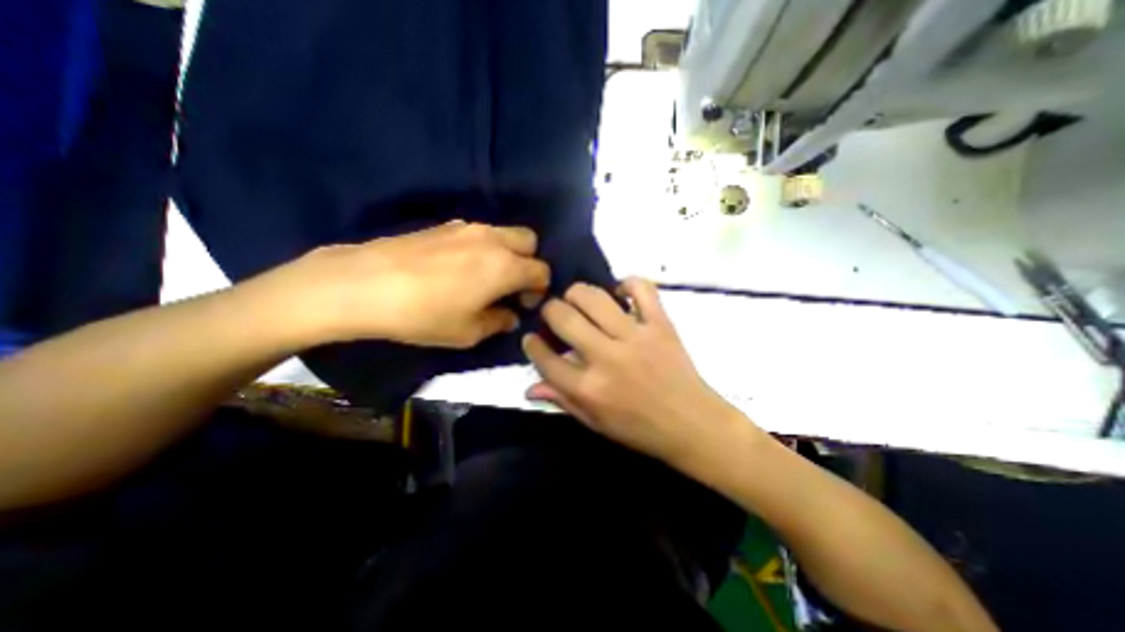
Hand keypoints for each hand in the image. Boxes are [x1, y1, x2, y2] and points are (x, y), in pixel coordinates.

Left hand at [287, 219, 550, 348]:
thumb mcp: (468, 332)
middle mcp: (493, 240)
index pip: (541, 270)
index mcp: (505, 266)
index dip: (540, 289)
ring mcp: (468, 228)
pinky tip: (460, 266)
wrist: (364, 284)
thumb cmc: (424, 314)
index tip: (524, 304)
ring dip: (507, 253)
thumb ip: (499, 321)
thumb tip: (510, 316)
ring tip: (486, 276)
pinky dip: (483, 247)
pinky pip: (479, 232)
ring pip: (504, 233)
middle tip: (512, 284)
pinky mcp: (445, 225)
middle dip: (529, 262)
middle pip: (530, 240)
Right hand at [520, 279, 744, 465]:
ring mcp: (635, 337)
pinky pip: (642, 289)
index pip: (545, 359)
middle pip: (564, 318)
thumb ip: (562, 400)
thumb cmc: (640, 429)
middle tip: (554, 313)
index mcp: (588, 388)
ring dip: (578, 293)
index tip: (532, 338)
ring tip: (578, 299)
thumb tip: (530, 387)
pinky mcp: (660, 325)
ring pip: (594, 297)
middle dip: (550, 310)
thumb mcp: (595, 423)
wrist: (693, 425)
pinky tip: (620, 292)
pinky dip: (628, 283)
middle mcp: (607, 358)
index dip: (532, 345)